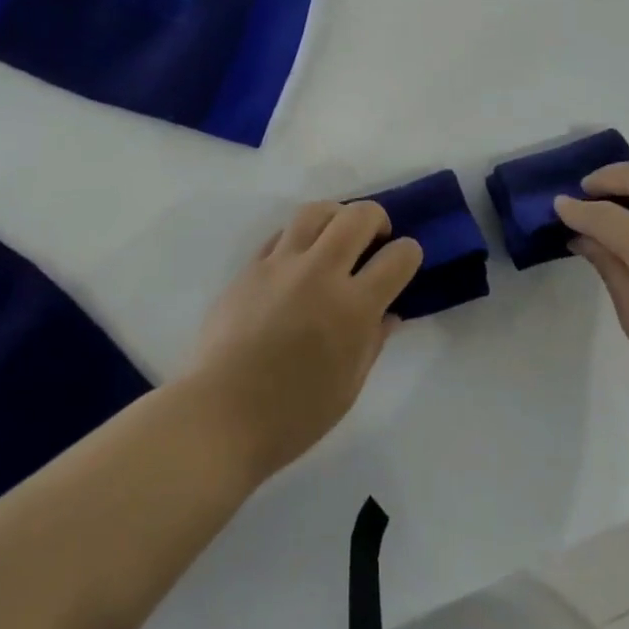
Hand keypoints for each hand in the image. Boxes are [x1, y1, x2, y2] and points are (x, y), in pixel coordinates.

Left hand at [187, 200, 422, 483]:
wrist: (219, 418)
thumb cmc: (292, 416)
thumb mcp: (348, 388)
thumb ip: (373, 342)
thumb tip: (388, 313)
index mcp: (353, 308)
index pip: (398, 257)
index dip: (409, 254)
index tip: (404, 262)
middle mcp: (320, 273)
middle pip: (358, 216)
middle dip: (377, 219)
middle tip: (375, 239)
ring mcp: (282, 265)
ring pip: (317, 211)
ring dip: (336, 216)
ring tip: (336, 237)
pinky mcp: (251, 266)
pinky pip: (282, 234)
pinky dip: (300, 237)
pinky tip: (300, 259)